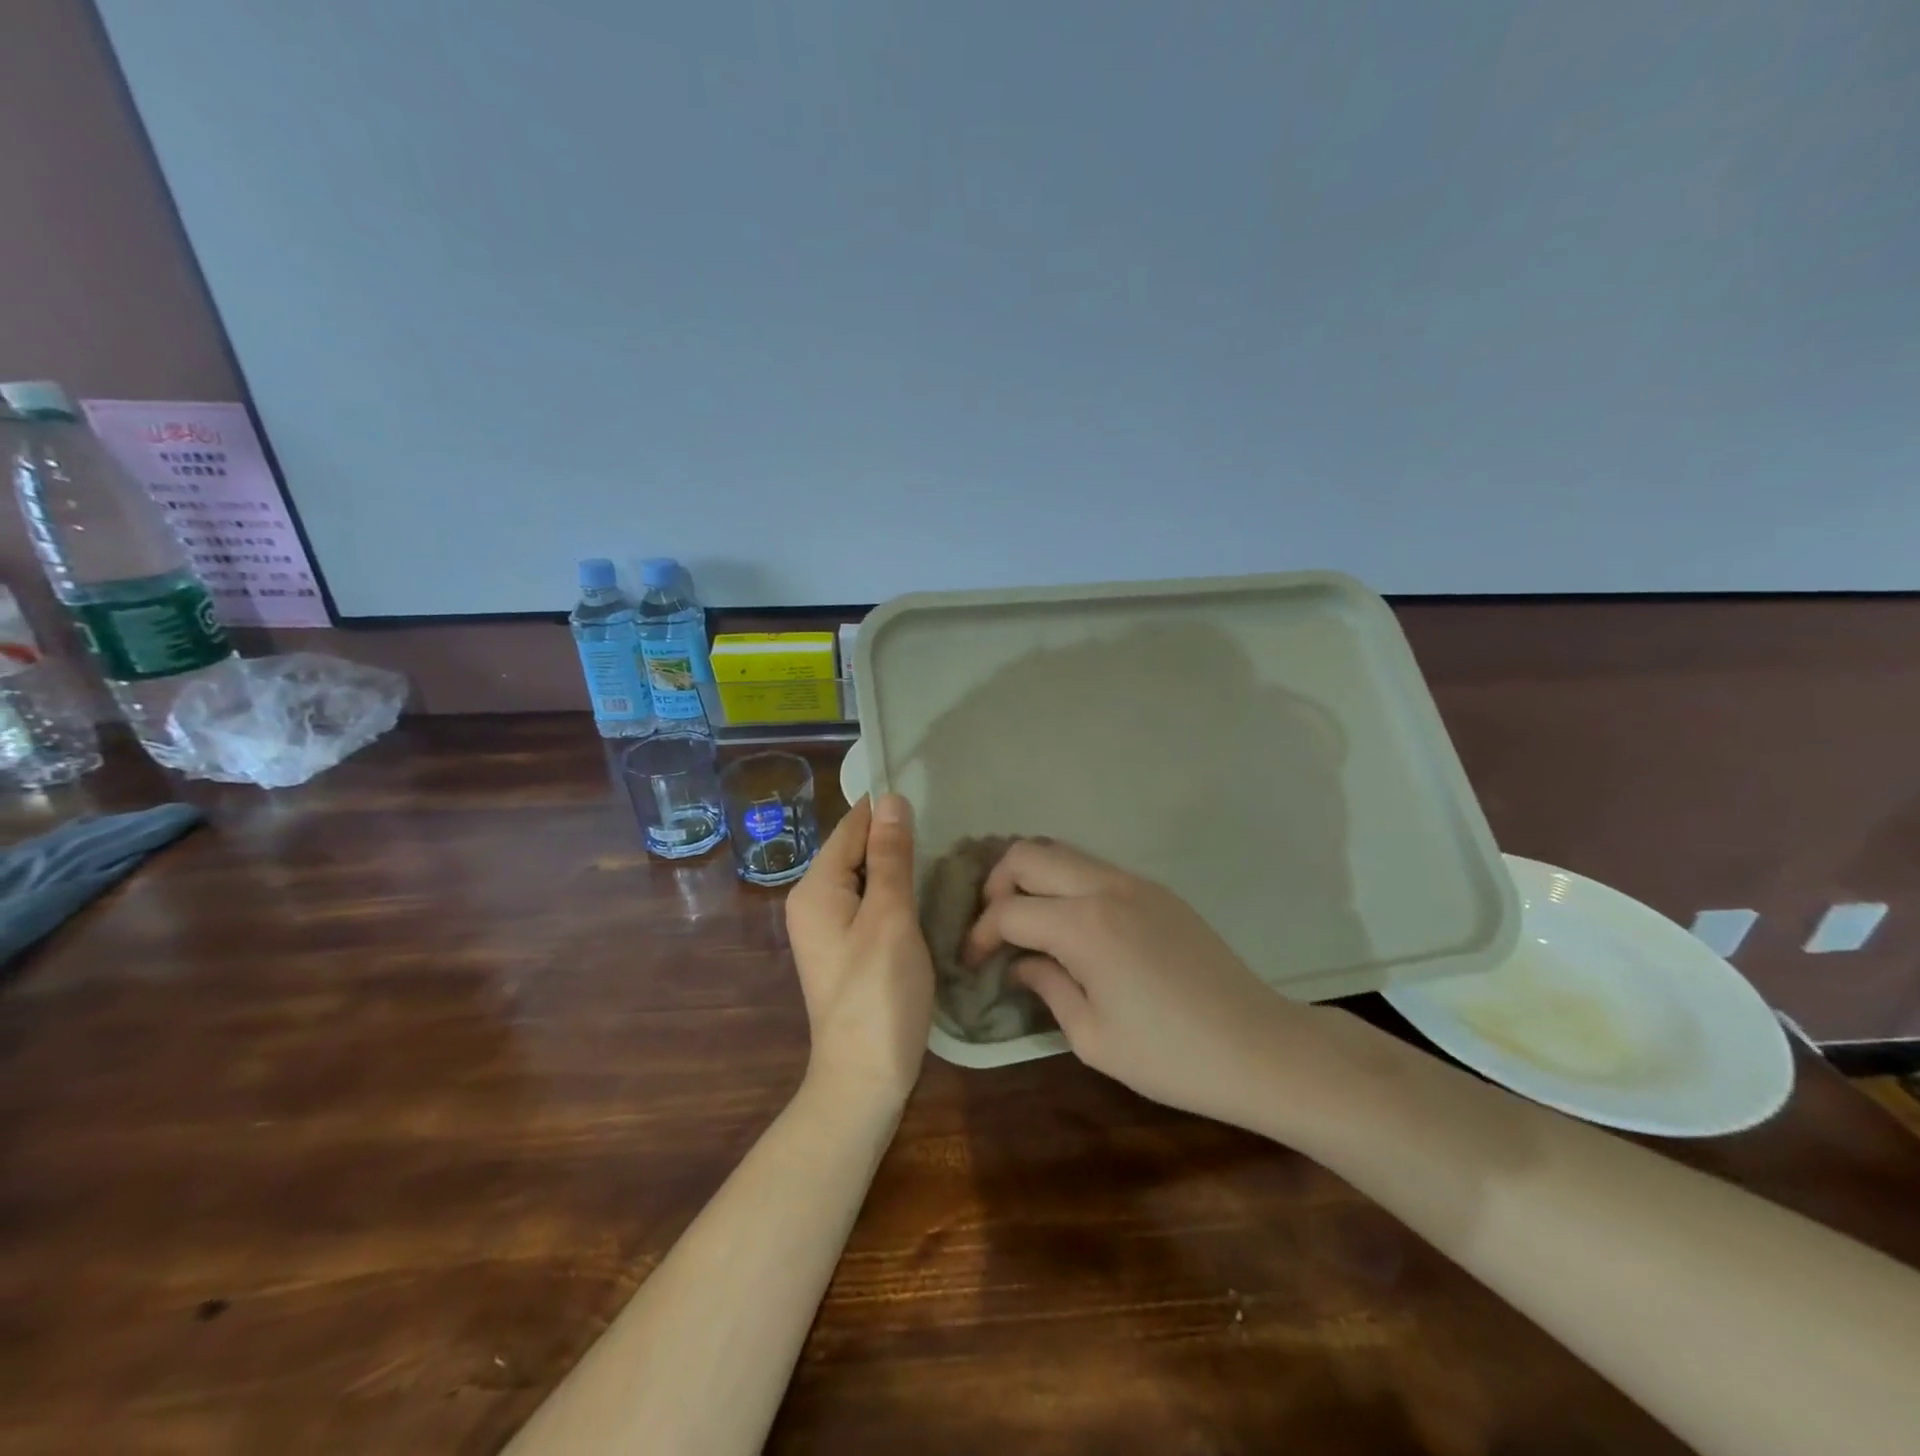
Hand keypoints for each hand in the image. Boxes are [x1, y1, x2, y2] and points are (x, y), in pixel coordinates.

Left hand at [784, 794, 934, 1111]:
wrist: (864, 1076)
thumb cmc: (879, 993)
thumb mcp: (890, 917)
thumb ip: (890, 857)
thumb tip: (891, 798)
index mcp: (815, 887)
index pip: (851, 827)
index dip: (887, 811)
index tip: (931, 800)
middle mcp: (812, 901)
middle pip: (855, 850)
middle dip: (894, 839)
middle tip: (946, 831)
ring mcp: (826, 927)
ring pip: (865, 877)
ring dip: (898, 867)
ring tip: (943, 857)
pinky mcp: (844, 947)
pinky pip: (868, 902)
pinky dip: (894, 894)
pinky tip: (924, 895)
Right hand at [966, 840, 1300, 1124]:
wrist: (1259, 1046)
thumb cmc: (1170, 1056)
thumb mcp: (1093, 1037)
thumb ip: (1047, 987)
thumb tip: (1021, 963)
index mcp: (1085, 925)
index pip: (1009, 911)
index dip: (980, 935)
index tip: (972, 963)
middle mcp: (1105, 887)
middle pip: (1028, 854)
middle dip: (996, 885)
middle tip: (994, 928)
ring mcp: (1135, 882)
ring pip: (1062, 852)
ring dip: (1032, 878)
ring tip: (1026, 922)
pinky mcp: (1157, 890)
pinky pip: (1094, 868)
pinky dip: (1066, 883)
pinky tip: (1071, 925)